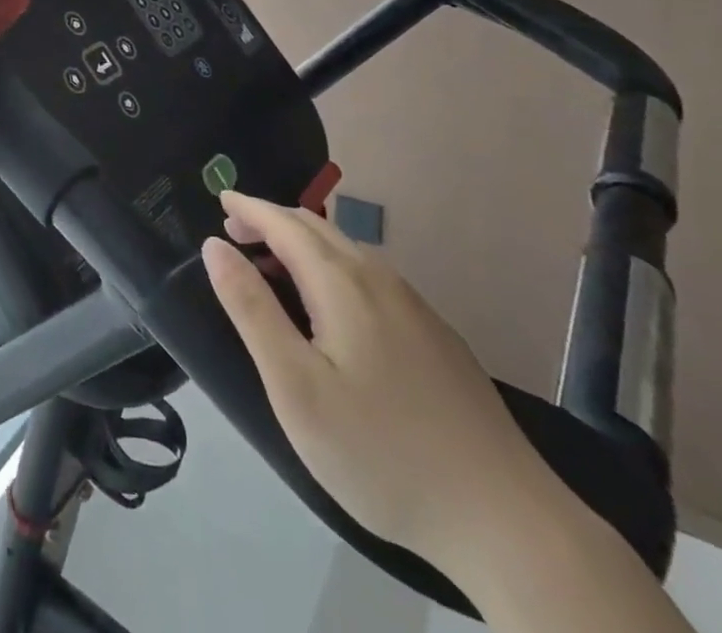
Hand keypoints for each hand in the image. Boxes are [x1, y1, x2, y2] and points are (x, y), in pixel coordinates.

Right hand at [201, 191, 562, 575]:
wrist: (506, 521)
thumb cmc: (381, 452)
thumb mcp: (295, 386)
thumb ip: (251, 309)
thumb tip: (215, 246)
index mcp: (342, 284)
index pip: (284, 223)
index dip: (249, 208)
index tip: (220, 199)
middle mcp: (381, 280)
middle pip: (317, 229)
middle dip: (272, 222)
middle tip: (236, 234)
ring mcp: (416, 308)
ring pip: (348, 252)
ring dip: (303, 244)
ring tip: (275, 268)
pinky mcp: (437, 338)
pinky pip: (372, 278)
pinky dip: (333, 268)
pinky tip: (333, 308)